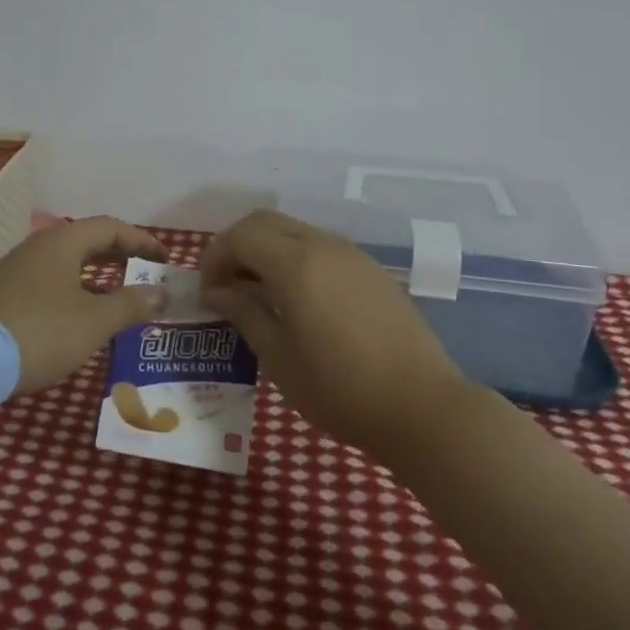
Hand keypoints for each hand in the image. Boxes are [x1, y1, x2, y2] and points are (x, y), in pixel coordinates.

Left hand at [0, 217, 169, 394]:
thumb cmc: (41, 331)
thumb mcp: (94, 321)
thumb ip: (131, 304)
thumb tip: (161, 293)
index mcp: (62, 242)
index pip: (110, 227)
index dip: (141, 241)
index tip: (164, 259)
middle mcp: (38, 247)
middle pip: (86, 242)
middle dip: (119, 257)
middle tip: (144, 275)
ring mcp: (16, 270)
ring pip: (66, 263)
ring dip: (95, 276)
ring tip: (117, 298)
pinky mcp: (2, 294)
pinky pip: (49, 281)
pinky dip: (73, 290)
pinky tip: (78, 316)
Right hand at [199, 209, 469, 455]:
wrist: (422, 407)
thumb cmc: (340, 389)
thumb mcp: (278, 357)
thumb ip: (244, 313)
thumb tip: (218, 291)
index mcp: (296, 263)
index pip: (240, 235)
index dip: (215, 257)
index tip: (207, 293)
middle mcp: (323, 245)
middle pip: (265, 222)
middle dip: (237, 246)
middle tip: (226, 287)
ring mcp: (352, 255)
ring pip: (294, 231)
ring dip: (266, 251)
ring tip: (258, 296)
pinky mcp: (371, 270)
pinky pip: (320, 248)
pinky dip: (294, 259)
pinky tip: (297, 301)